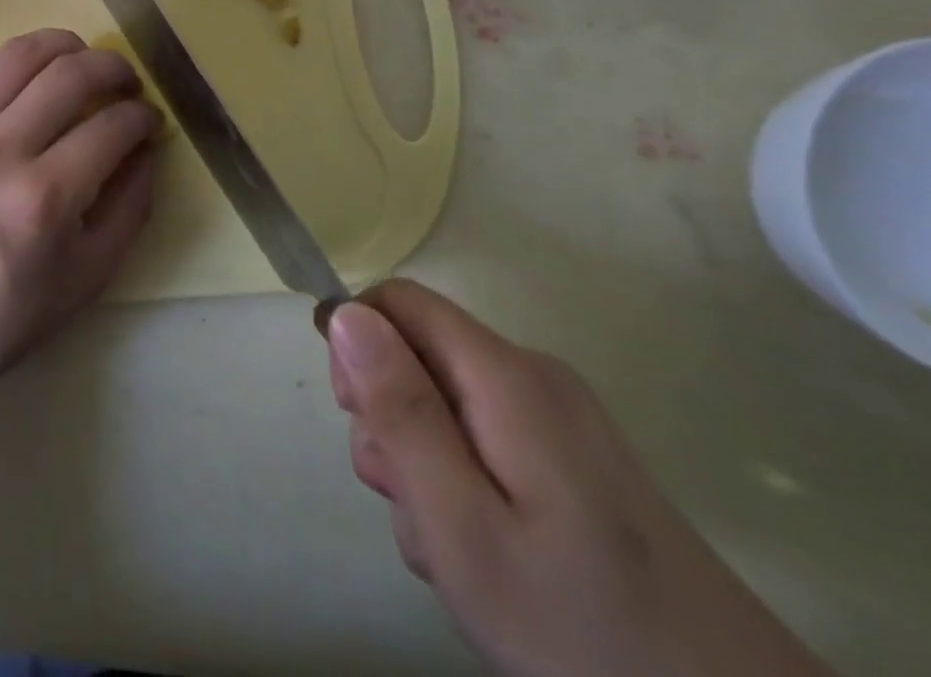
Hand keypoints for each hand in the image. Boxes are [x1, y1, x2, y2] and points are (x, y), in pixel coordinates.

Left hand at [0, 29, 159, 391]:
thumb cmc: (11, 313)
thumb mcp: (91, 274)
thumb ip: (131, 205)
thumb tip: (146, 148)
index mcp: (44, 197)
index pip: (110, 127)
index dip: (143, 117)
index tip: (152, 122)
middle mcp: (2, 150)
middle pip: (70, 73)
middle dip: (114, 68)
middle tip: (130, 86)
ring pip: (23, 53)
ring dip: (68, 46)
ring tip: (88, 63)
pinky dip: (29, 62)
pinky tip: (44, 81)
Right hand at [329, 280, 834, 676]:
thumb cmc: (584, 629)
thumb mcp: (463, 526)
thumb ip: (401, 412)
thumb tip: (346, 314)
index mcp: (504, 376)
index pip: (396, 301)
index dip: (357, 342)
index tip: (354, 415)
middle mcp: (533, 378)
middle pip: (418, 356)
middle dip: (390, 421)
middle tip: (411, 505)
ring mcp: (561, 422)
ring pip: (446, 407)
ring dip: (423, 466)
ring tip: (453, 551)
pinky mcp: (578, 465)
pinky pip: (486, 443)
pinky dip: (464, 487)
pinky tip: (488, 558)